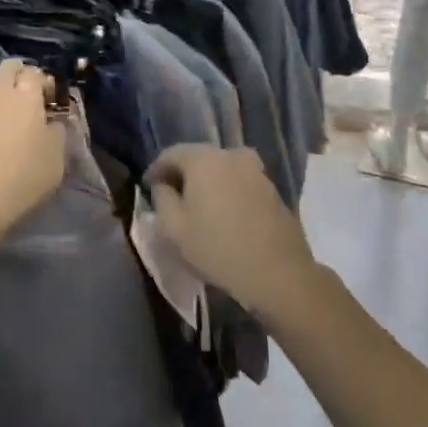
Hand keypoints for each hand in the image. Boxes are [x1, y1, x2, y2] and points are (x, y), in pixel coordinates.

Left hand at [0, 61, 66, 252]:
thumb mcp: (56, 162)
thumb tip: (51, 121)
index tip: (48, 102)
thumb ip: (57, 132)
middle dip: (18, 78)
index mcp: (25, 96)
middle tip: (24, 104)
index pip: (36, 73)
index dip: (43, 83)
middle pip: (7, 68)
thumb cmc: (20, 183)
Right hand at [147, 146, 317, 321]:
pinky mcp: (272, 189)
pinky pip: (240, 182)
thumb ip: (161, 198)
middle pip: (198, 158)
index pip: (171, 153)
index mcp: (204, 158)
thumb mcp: (174, 228)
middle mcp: (231, 154)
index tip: (148, 187)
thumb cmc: (217, 248)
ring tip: (198, 207)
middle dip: (182, 174)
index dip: (156, 169)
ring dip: (207, 183)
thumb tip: (163, 186)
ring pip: (221, 170)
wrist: (278, 273)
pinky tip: (224, 214)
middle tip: (171, 196)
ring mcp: (256, 170)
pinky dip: (227, 191)